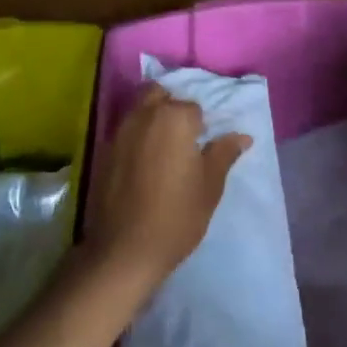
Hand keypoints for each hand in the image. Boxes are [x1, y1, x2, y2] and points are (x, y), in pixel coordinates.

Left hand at [83, 84, 249, 291]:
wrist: (124, 251)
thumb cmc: (177, 215)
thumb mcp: (210, 185)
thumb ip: (224, 153)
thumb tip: (242, 136)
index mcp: (174, 117)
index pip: (193, 108)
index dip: (201, 127)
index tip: (203, 150)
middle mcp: (144, 116)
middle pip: (159, 95)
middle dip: (172, 109)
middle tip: (184, 140)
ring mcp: (119, 133)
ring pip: (139, 111)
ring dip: (153, 121)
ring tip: (165, 154)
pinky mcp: (103, 153)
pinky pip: (125, 133)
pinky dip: (136, 139)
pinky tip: (144, 167)